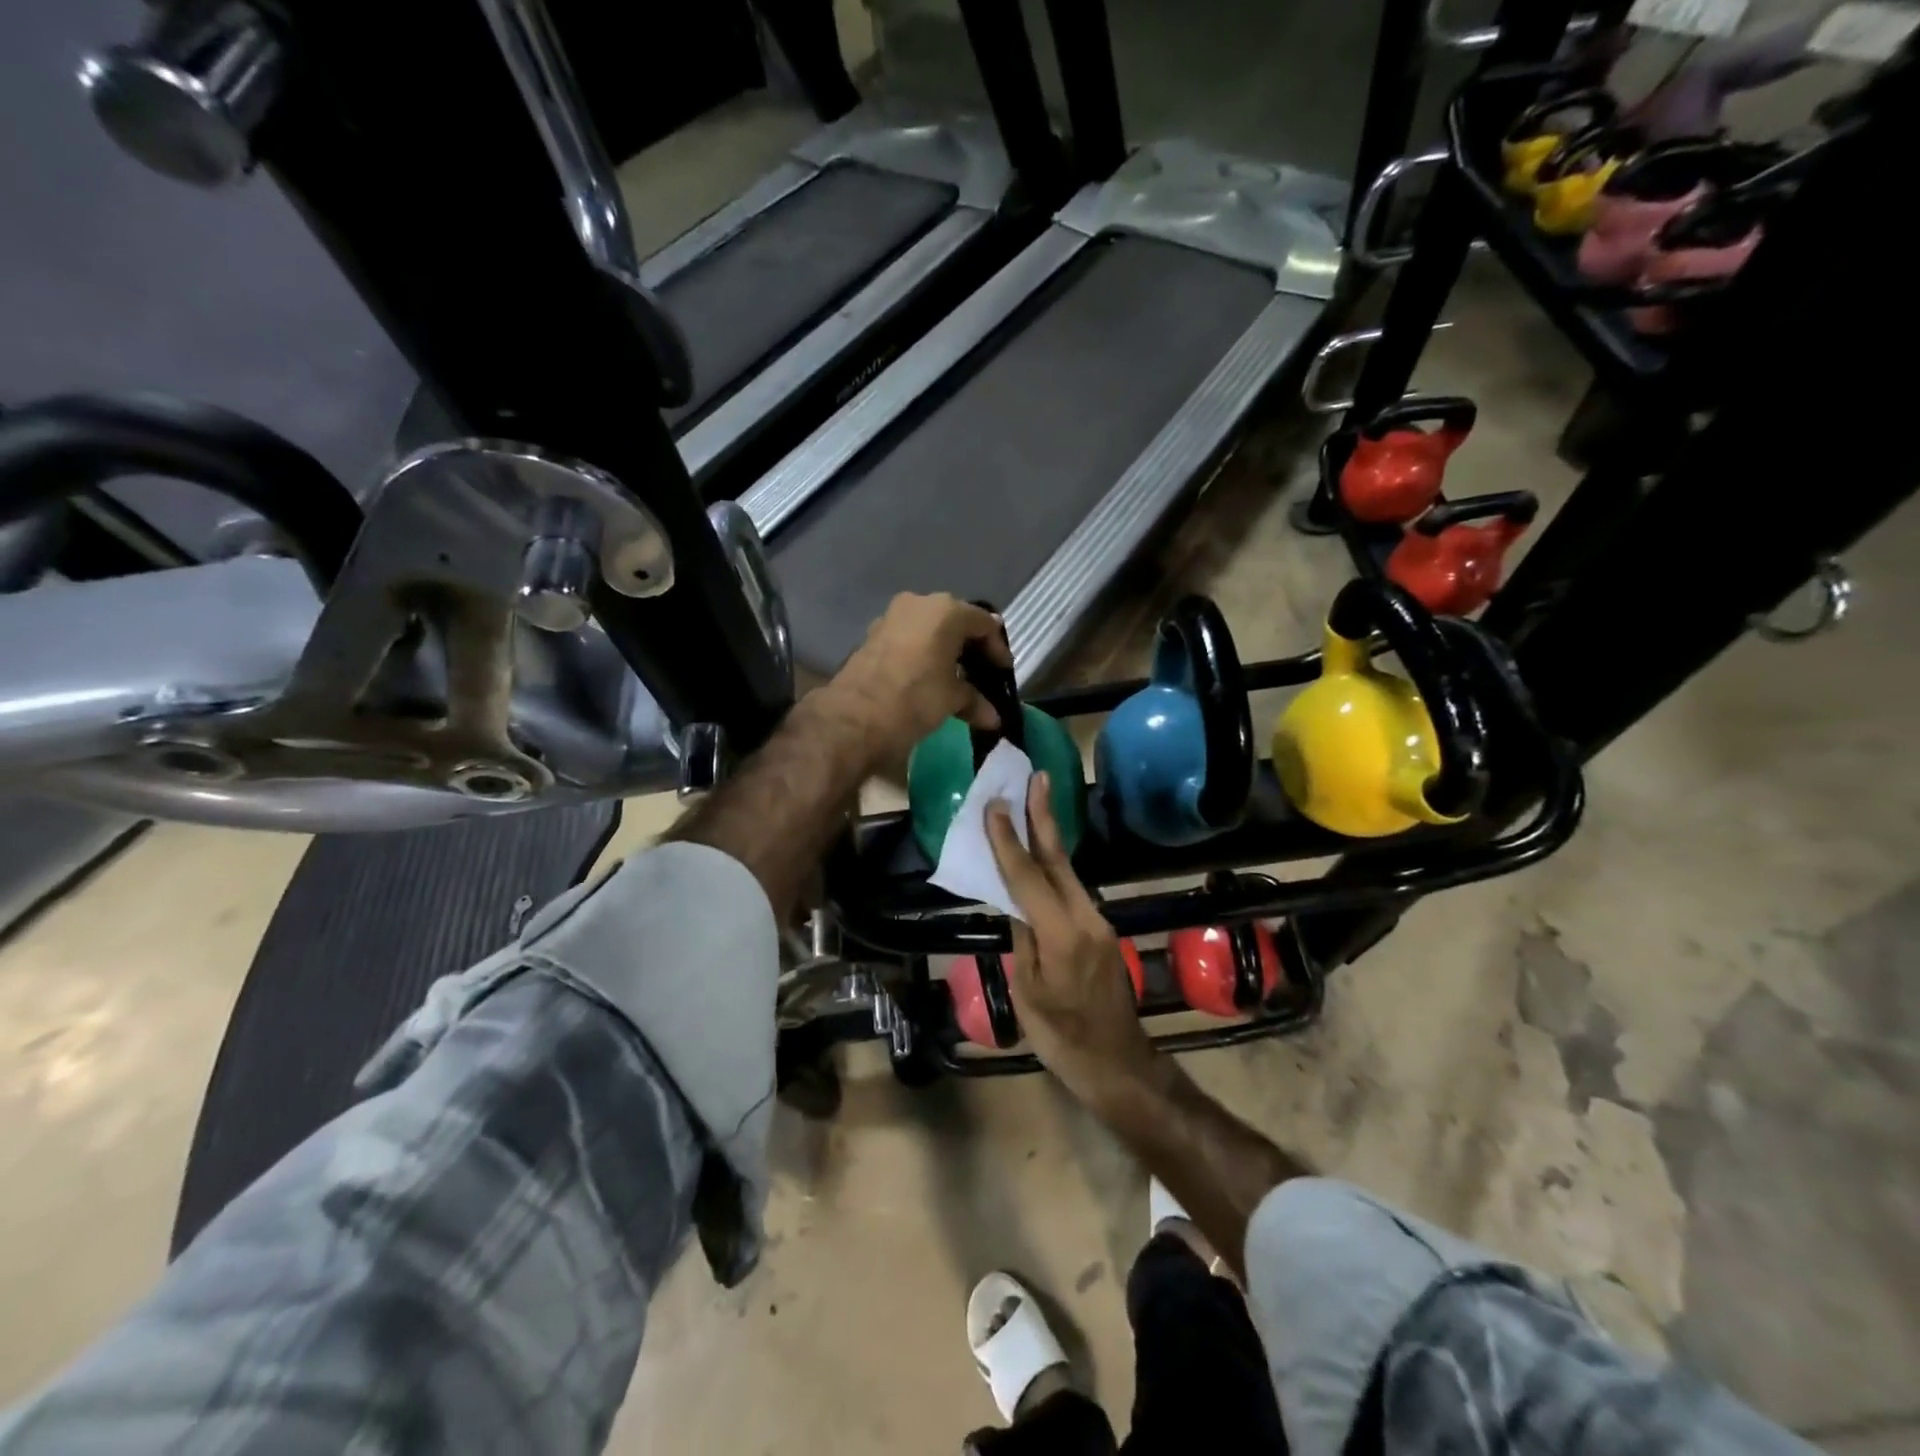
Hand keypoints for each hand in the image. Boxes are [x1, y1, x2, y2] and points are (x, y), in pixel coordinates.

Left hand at [822, 593, 1009, 767]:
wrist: (854, 716)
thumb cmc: (915, 698)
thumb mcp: (952, 699)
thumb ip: (975, 701)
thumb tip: (993, 718)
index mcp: (946, 610)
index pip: (984, 623)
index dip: (998, 649)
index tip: (1003, 673)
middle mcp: (919, 604)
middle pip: (955, 622)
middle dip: (970, 648)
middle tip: (982, 673)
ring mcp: (891, 617)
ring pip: (929, 630)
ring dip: (944, 652)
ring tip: (955, 680)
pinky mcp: (872, 636)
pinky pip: (908, 640)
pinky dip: (922, 655)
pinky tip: (927, 679)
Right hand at [986, 773, 1160, 1108]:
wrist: (1118, 1065)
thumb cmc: (1062, 1038)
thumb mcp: (1029, 991)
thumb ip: (1023, 939)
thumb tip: (1015, 903)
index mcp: (1062, 933)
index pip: (1028, 876)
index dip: (1008, 840)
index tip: (995, 806)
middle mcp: (1085, 918)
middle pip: (1058, 860)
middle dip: (1044, 817)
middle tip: (1036, 777)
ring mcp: (1098, 923)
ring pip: (1067, 874)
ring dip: (1048, 840)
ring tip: (1031, 809)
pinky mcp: (1101, 933)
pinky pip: (1072, 892)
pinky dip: (1053, 870)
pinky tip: (1041, 860)